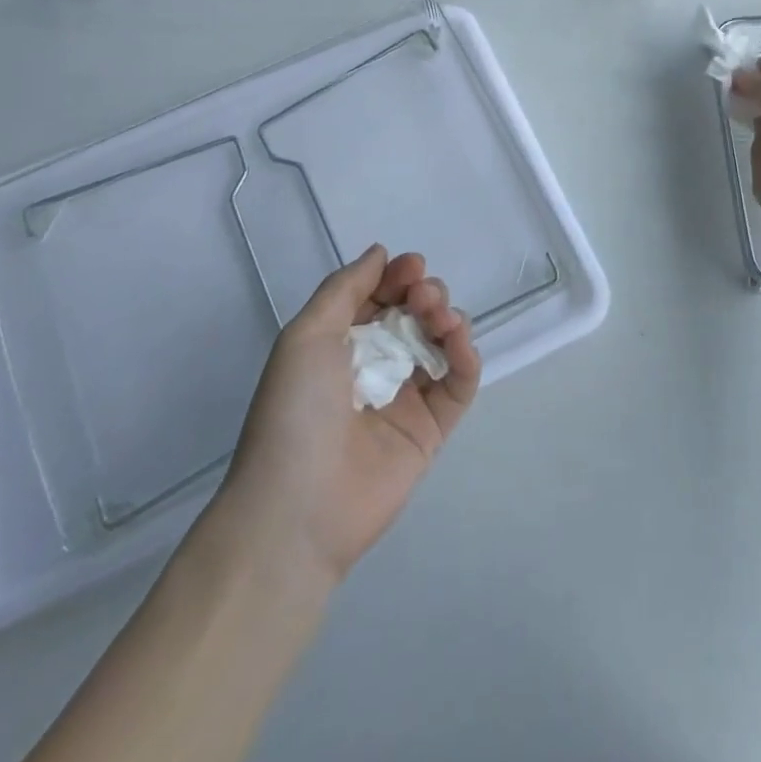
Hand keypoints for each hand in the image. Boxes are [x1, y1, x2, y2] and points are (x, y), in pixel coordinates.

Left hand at [210, 246, 478, 586]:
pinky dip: (465, 355)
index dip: (397, 277)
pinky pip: (458, 384)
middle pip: (413, 316)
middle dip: (424, 294)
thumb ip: (345, 288)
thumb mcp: (306, 335)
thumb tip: (381, 252)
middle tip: (423, 297)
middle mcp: (374, 367)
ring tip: (439, 317)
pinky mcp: (432, 429)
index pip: (378, 298)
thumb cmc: (295, 412)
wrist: (297, 509)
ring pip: (439, 343)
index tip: (412, 266)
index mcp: (339, 345)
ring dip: (446, 317)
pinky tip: (458, 338)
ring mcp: (406, 398)